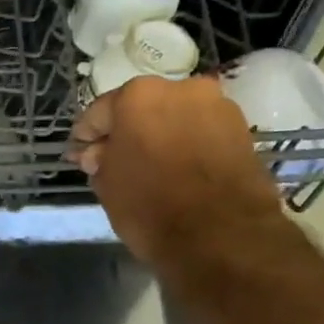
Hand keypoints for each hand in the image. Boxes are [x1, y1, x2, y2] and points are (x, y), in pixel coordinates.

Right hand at [68, 76, 283, 267]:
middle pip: (142, 109)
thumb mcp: (107, 186)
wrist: (222, 235)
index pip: (99, 112)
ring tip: (151, 169)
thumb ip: (99, 161)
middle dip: (127, 133)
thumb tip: (100, 153)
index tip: (80, 157)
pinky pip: (201, 134)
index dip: (86, 137)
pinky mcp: (242, 129)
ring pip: (175, 119)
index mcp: (137, 96)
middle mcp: (180, 88)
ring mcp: (217, 106)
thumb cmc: (151, 206)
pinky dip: (187, 147)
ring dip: (160, 138)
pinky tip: (179, 172)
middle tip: (115, 162)